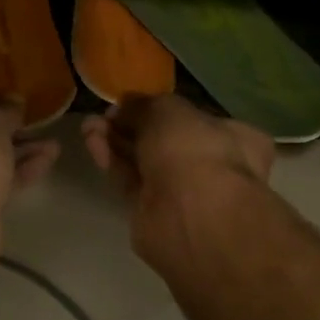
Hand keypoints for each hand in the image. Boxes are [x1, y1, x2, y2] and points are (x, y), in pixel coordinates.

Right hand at [82, 95, 273, 257]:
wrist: (193, 216)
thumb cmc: (195, 151)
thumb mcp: (169, 110)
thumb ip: (145, 106)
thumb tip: (126, 105)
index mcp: (231, 136)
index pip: (193, 118)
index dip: (159, 109)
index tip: (130, 103)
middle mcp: (210, 165)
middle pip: (163, 141)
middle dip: (132, 126)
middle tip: (104, 115)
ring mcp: (182, 193)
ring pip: (144, 162)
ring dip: (116, 142)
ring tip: (88, 125)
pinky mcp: (153, 214)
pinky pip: (130, 181)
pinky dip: (112, 160)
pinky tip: (92, 142)